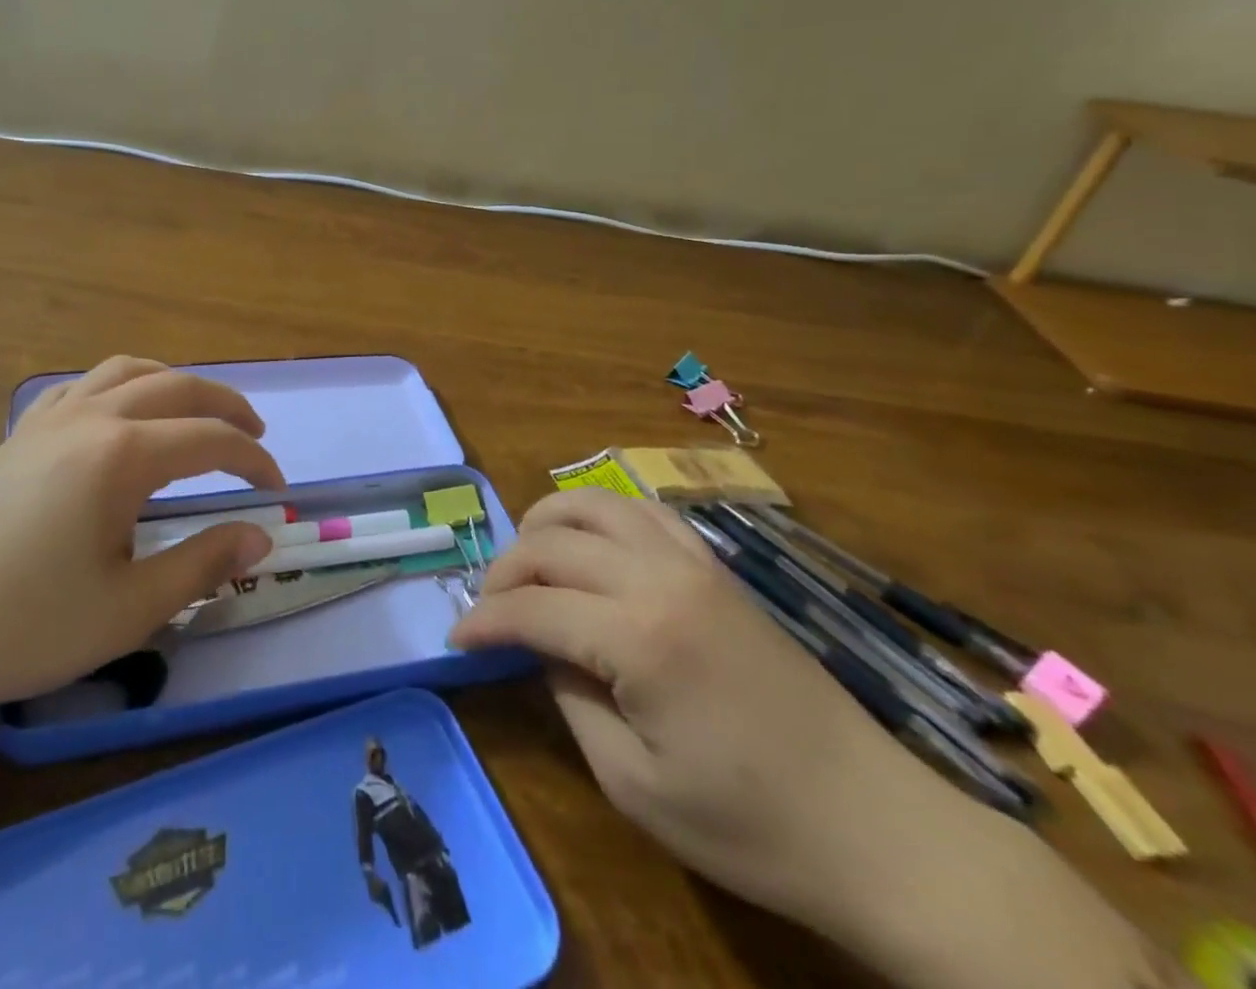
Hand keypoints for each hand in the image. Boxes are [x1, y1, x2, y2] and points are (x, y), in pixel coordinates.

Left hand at [0, 357, 281, 725]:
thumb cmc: (22, 625)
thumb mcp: (128, 608)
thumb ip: (202, 564)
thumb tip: (259, 537)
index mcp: (121, 454)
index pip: (209, 440)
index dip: (253, 462)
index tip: (276, 493)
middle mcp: (89, 418)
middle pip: (176, 388)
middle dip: (225, 407)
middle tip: (256, 436)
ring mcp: (47, 422)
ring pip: (127, 372)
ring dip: (175, 384)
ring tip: (198, 412)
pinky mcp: (17, 437)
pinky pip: (81, 388)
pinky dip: (120, 387)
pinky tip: (119, 415)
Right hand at [446, 490, 948, 936]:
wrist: (876, 828)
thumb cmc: (749, 825)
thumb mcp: (632, 783)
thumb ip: (569, 698)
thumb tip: (540, 647)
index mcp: (638, 638)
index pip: (532, 607)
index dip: (484, 620)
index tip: (455, 638)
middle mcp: (661, 578)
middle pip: (553, 543)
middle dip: (505, 570)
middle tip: (487, 609)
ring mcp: (695, 563)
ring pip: (596, 503)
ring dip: (547, 522)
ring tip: (528, 560)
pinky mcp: (718, 567)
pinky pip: (646, 510)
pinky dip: (602, 513)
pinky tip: (590, 543)